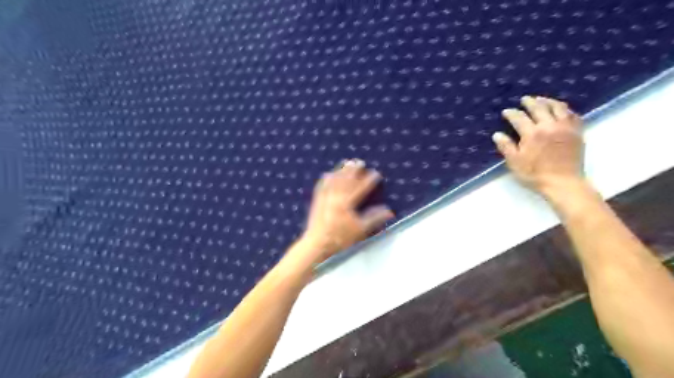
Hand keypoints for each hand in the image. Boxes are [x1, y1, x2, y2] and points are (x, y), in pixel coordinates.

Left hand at [300, 160, 396, 262]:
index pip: (361, 188)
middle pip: (346, 180)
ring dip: (341, 170)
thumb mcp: (361, 230)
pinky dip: (326, 179)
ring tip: (346, 162)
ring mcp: (325, 198)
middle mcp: (336, 197)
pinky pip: (322, 186)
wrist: (317, 244)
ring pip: (334, 180)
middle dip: (354, 170)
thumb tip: (390, 210)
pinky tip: (328, 174)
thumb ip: (374, 218)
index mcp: (347, 203)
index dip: (369, 180)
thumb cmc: (341, 238)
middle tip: (360, 162)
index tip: (377, 173)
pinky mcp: (317, 201)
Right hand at [493, 95, 587, 198]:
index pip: (519, 118)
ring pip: (558, 108)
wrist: (563, 183)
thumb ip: (506, 147)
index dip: (511, 113)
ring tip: (542, 100)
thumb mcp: (514, 162)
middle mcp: (549, 126)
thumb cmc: (535, 174)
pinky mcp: (577, 132)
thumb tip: (497, 134)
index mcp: (532, 133)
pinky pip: (573, 115)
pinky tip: (562, 110)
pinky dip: (566, 109)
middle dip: (530, 102)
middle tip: (524, 99)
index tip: (506, 112)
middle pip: (539, 108)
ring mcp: (566, 128)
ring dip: (548, 101)